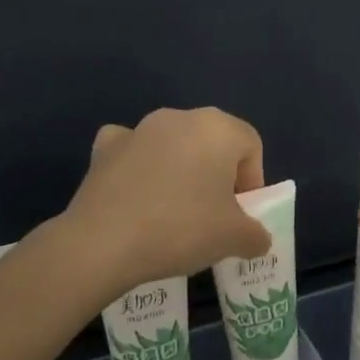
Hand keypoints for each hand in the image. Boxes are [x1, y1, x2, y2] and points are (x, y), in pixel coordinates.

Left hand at [58, 107, 271, 301]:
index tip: (240, 215)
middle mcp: (179, 117)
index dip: (252, 181)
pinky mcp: (105, 147)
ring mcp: (139, 128)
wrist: (103, 242)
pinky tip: (135, 197)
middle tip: (211, 216)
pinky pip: (133, 151)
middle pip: (212, 142)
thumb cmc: (181, 229)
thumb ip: (256, 235)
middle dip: (217, 175)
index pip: (250, 146)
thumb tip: (256, 238)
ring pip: (173, 146)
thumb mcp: (234, 239)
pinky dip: (139, 168)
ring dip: (180, 171)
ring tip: (172, 214)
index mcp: (217, 128)